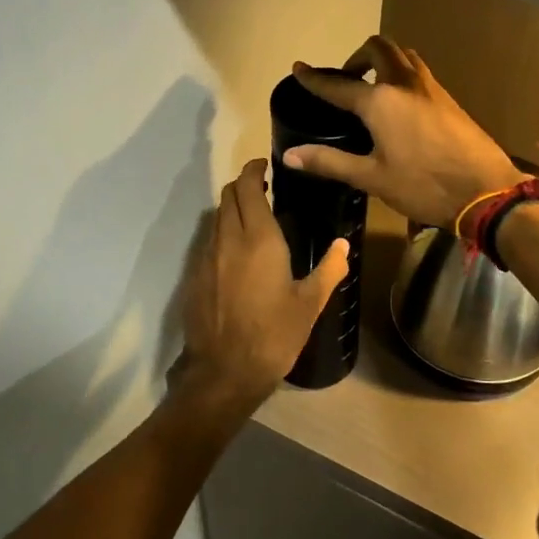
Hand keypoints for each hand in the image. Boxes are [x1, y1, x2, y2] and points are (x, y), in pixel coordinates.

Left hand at [171, 160, 349, 415]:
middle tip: (263, 190)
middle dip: (243, 186)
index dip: (254, 170)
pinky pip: (208, 242)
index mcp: (259, 239)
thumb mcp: (310, 304)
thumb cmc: (274, 335)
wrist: (225, 372)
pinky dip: (222, 234)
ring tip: (252, 220)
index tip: (265, 166)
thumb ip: (329, 269)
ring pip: (215, 218)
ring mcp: (206, 258)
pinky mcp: (195, 277)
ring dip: (231, 209)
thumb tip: (344, 244)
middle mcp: (228, 240)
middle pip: (228, 196)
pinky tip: (237, 254)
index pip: (248, 188)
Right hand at [283, 36, 524, 228]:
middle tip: (346, 80)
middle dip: (356, 57)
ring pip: (403, 55)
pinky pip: (418, 71)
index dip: (315, 78)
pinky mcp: (448, 99)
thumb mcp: (372, 177)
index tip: (299, 68)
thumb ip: (330, 161)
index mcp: (380, 101)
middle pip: (377, 49)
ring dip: (383, 60)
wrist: (486, 189)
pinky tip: (400, 105)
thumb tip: (290, 155)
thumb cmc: (423, 186)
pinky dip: (401, 74)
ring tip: (372, 87)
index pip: (338, 84)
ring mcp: (431, 87)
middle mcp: (404, 83)